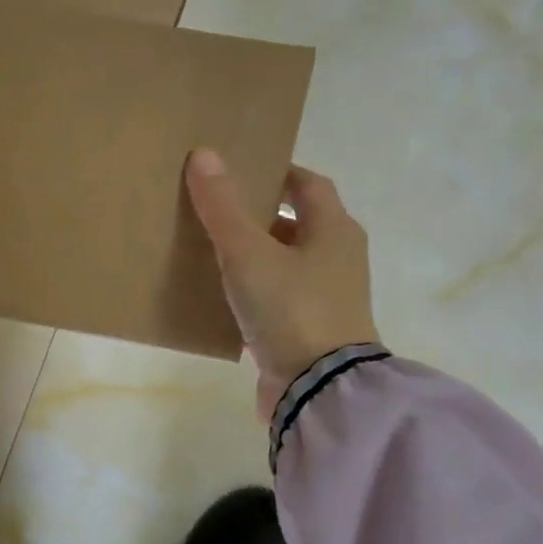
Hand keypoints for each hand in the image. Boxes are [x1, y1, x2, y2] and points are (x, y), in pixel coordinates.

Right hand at [184, 149, 380, 420]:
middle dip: (258, 217)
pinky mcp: (310, 332)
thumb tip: (204, 154)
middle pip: (297, 225)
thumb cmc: (290, 308)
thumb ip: (224, 208)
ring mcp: (327, 299)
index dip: (276, 173)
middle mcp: (338, 260)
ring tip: (211, 254)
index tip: (239, 172)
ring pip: (286, 265)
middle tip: (215, 212)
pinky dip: (254, 294)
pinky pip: (278, 301)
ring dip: (255, 258)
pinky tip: (222, 300)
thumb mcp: (249, 254)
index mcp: (334, 231)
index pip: (308, 185)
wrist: (318, 389)